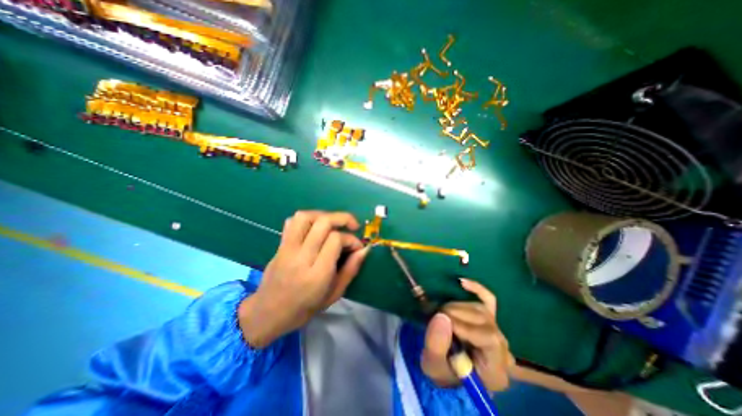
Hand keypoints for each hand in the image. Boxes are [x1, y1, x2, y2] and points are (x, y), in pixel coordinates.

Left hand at [238, 211, 366, 347]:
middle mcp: (301, 257)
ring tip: (334, 223)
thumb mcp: (334, 294)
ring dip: (324, 215)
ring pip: (305, 217)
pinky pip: (292, 222)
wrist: (268, 313)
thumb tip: (364, 249)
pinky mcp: (280, 245)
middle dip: (343, 218)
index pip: (336, 240)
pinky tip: (315, 227)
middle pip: (323, 223)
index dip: (351, 239)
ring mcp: (287, 249)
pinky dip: (307, 218)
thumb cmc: (305, 308)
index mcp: (317, 274)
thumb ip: (351, 269)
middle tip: (353, 226)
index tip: (357, 247)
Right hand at [420, 279, 514, 389]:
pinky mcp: (489, 318)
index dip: (464, 326)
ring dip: (457, 306)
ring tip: (441, 312)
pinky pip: (488, 299)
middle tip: (435, 316)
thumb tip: (441, 315)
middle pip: (484, 320)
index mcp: (496, 369)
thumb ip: (436, 345)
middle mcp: (503, 349)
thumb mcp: (433, 365)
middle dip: (455, 314)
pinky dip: (476, 289)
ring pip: (481, 309)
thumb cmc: (442, 372)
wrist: (448, 371)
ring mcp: (497, 331)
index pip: (489, 339)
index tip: (442, 322)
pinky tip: (462, 282)